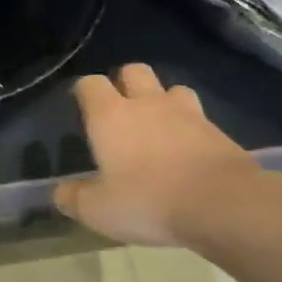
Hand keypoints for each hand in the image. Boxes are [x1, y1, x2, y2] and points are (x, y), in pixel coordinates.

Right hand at [54, 64, 267, 250]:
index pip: (90, 84)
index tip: (80, 104)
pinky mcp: (217, 130)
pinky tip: (187, 149)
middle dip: (125, 82)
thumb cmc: (149, 201)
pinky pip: (198, 117)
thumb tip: (59, 192)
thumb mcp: (99, 210)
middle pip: (134, 71)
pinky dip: (190, 127)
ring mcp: (187, 113)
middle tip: (120, 109)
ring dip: (162, 100)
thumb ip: (74, 198)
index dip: (83, 90)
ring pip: (171, 88)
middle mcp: (147, 104)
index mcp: (111, 116)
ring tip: (159, 125)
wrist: (223, 204)